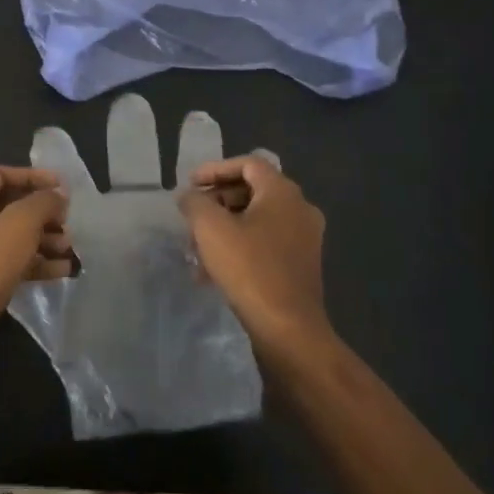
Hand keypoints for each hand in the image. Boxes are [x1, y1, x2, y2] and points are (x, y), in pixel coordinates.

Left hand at [0, 166, 70, 378]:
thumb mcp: (20, 224)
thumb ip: (43, 203)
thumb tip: (56, 196)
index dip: (32, 177)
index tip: (61, 187)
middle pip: (8, 208)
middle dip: (42, 214)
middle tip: (67, 223)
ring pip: (10, 238)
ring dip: (43, 240)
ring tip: (70, 249)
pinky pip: (8, 264)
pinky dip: (34, 264)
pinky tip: (62, 271)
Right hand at [178, 156, 331, 355]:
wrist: (288, 329)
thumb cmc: (249, 269)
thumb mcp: (210, 229)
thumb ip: (195, 203)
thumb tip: (189, 196)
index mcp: (283, 193)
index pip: (248, 163)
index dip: (215, 169)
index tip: (189, 184)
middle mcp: (300, 209)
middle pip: (252, 191)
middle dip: (216, 202)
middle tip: (191, 216)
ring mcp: (304, 238)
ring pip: (256, 220)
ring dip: (224, 228)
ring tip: (196, 249)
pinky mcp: (301, 265)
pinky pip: (265, 243)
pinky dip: (239, 247)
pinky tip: (213, 272)